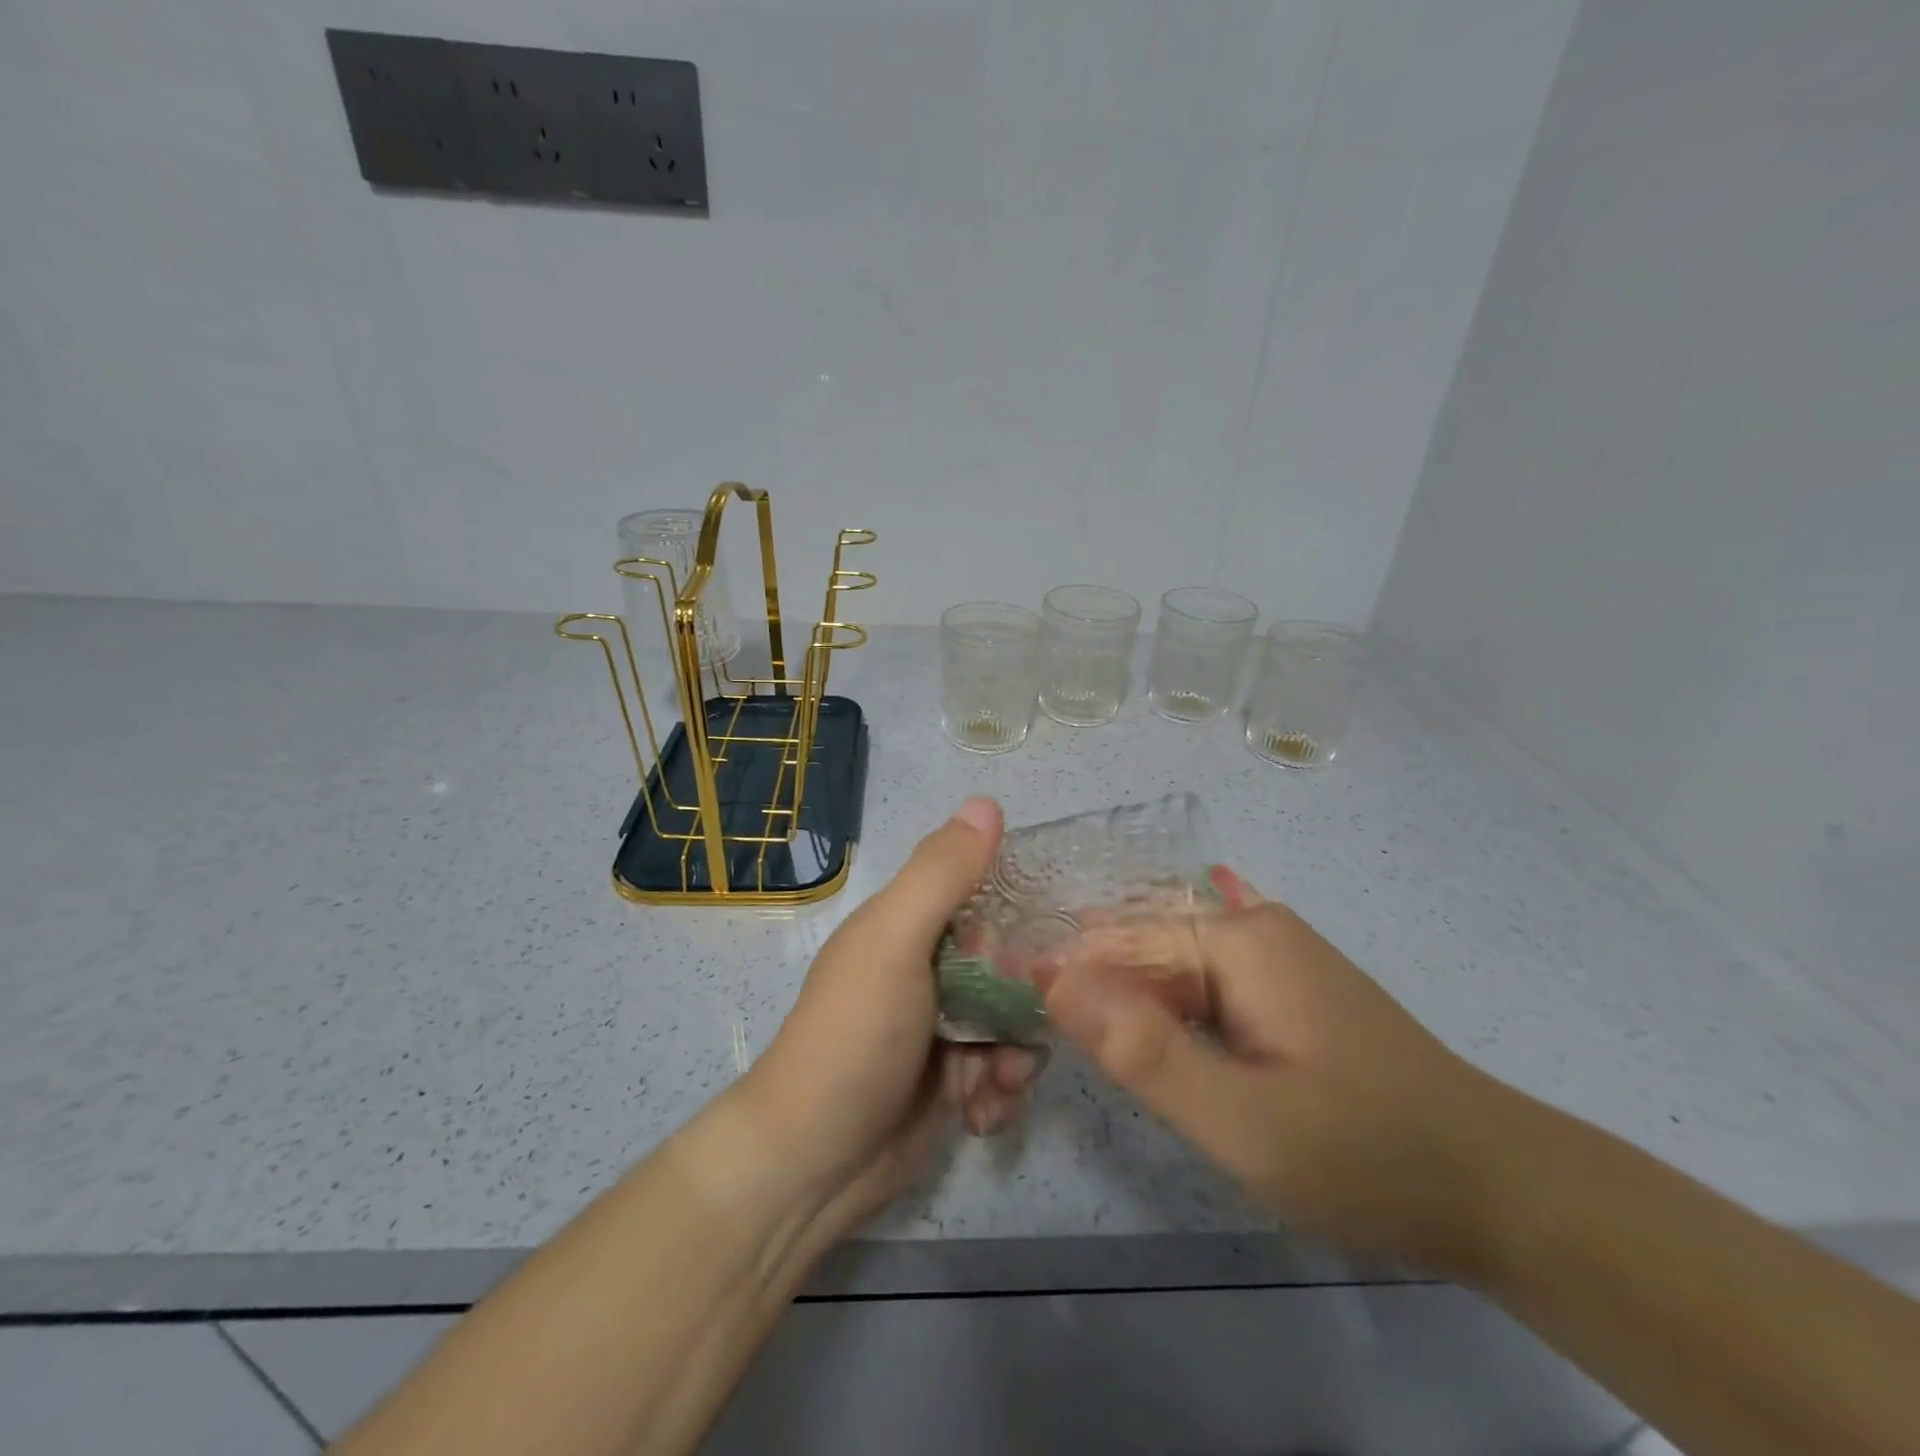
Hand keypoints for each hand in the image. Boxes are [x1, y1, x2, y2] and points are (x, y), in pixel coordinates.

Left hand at [736, 798, 1043, 1238]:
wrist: (812, 1165)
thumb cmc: (854, 1038)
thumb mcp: (894, 943)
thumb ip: (941, 875)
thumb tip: (987, 802)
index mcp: (908, 926)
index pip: (985, 901)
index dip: (1017, 925)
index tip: (1036, 958)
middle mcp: (926, 969)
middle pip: (1009, 968)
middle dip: (1024, 1005)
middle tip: (1014, 1036)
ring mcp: (940, 1028)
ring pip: (1013, 1024)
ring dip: (1015, 1058)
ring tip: (995, 1085)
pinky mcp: (951, 1082)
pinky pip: (1001, 1073)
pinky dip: (999, 1095)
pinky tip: (980, 1117)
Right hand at [1039, 869, 1516, 1275]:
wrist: (1495, 1187)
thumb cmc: (1362, 1154)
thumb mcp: (1241, 1119)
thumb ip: (1143, 1049)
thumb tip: (1052, 981)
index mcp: (1235, 939)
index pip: (1116, 942)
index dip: (1058, 973)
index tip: (1005, 1008)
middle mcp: (1250, 927)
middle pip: (1140, 946)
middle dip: (1084, 983)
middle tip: (1032, 1033)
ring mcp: (1273, 952)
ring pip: (1167, 963)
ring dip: (1119, 995)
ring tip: (1071, 1033)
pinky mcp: (1284, 984)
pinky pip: (1201, 976)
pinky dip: (1160, 994)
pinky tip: (1135, 997)